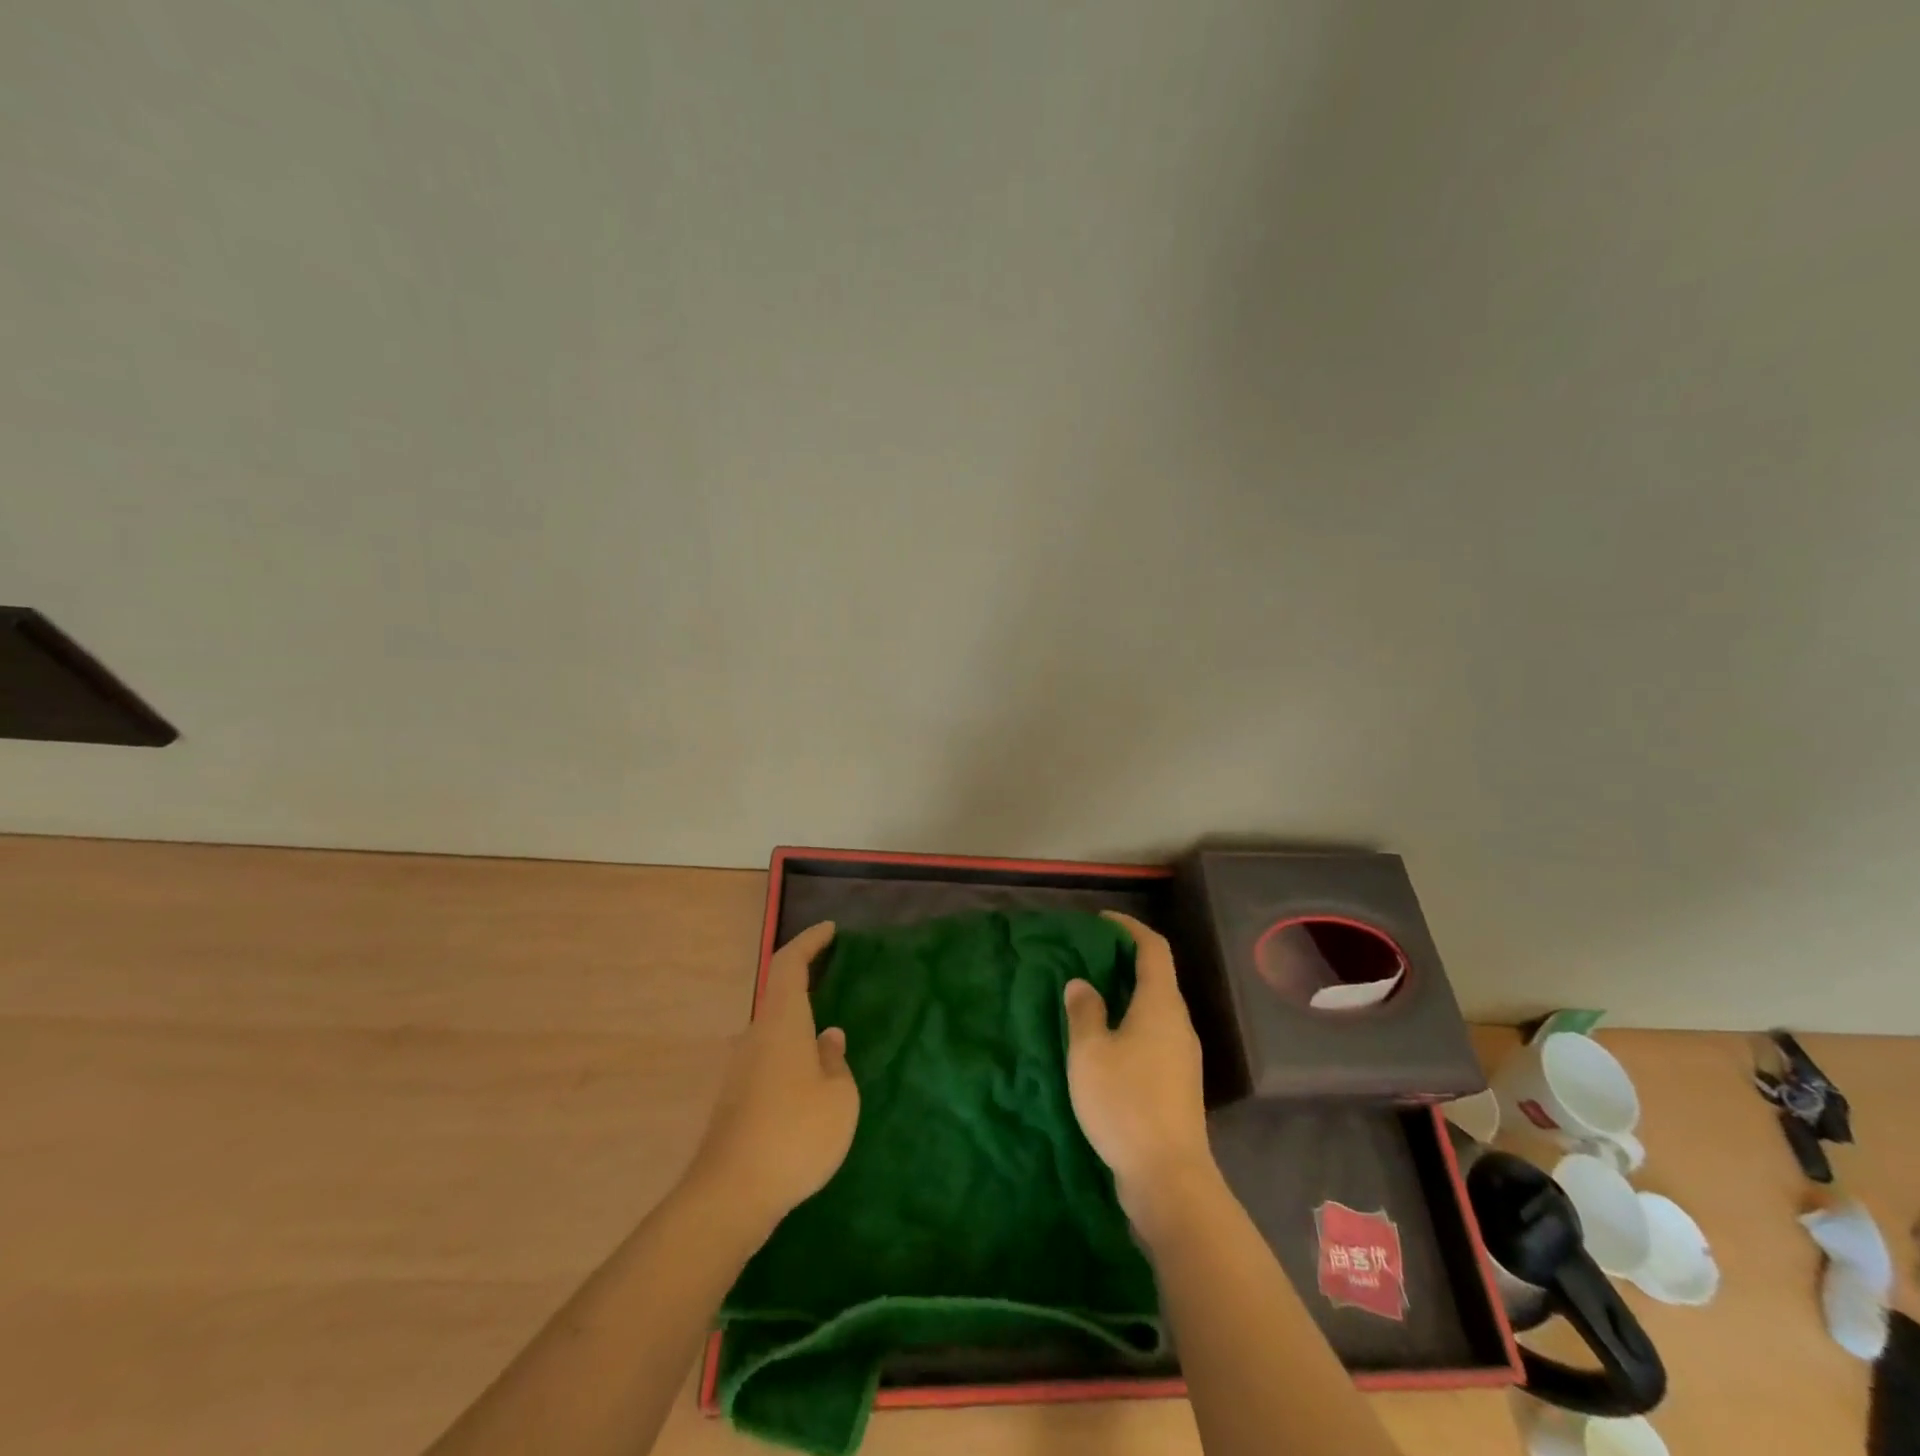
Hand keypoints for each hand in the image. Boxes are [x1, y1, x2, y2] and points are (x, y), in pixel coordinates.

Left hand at [687, 921, 858, 1230]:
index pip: (789, 964)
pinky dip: (791, 1054)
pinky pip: (769, 1059)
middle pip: (779, 995)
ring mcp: (740, 1069)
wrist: (731, 1196)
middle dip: (806, 982)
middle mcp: (755, 1036)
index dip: (809, 942)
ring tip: (830, 1038)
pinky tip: (810, 1082)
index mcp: (782, 1023)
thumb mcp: (839, 1098)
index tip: (830, 930)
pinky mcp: (735, 1099)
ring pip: (774, 1031)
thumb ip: (836, 1061)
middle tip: (836, 980)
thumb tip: (828, 1038)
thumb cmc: (795, 1135)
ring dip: (799, 1025)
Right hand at [1064, 912, 1217, 1242]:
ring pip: (1154, 1007)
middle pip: (1157, 976)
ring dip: (1125, 993)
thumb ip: (1084, 1011)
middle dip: (1123, 960)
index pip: (1153, 948)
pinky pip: (1153, 1034)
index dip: (1129, 927)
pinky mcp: (1177, 1082)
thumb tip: (1082, 984)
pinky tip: (1104, 1039)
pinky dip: (1130, 1021)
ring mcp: (1182, 1055)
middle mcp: (1178, 1023)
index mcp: (1161, 1005)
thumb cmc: (1125, 1102)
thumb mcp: (1090, 1052)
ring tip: (1089, 994)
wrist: (1168, 1177)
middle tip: (1087, 956)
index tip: (1101, 921)